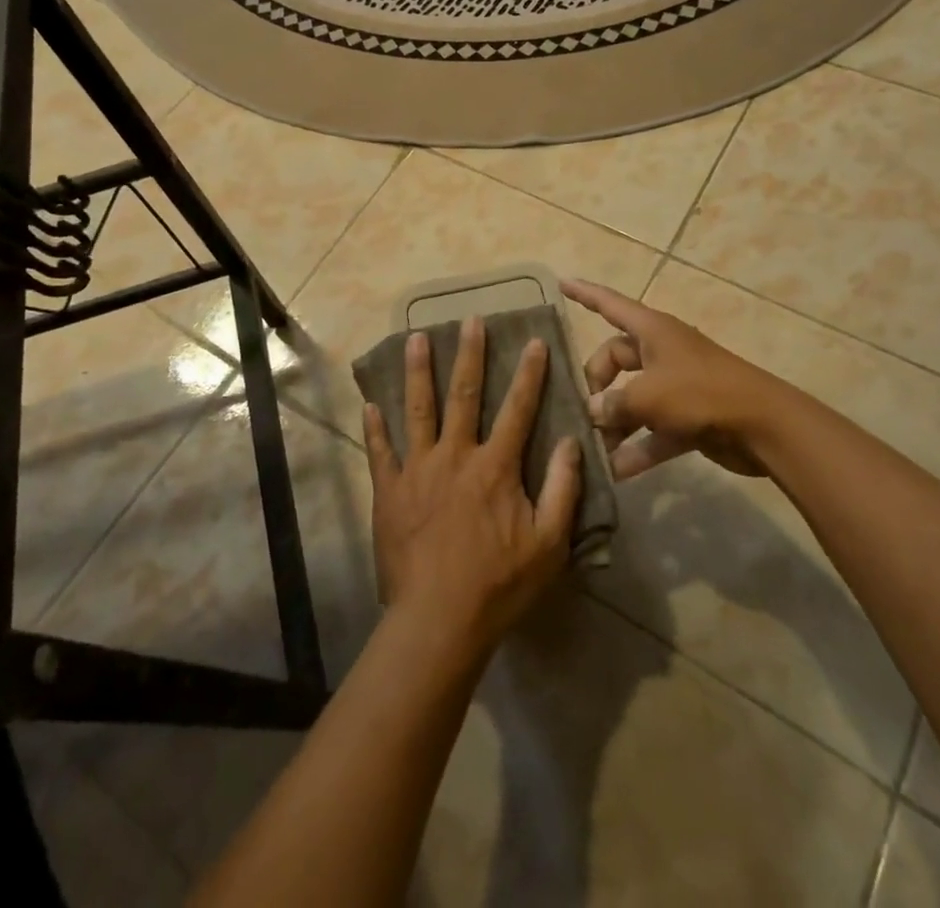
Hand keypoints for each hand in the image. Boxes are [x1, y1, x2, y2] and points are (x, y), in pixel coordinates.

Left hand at [363, 317, 582, 657]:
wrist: (438, 620)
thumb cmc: (499, 584)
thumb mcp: (549, 543)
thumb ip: (563, 489)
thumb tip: (570, 441)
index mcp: (496, 467)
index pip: (518, 409)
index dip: (529, 374)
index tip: (533, 341)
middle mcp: (456, 456)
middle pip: (463, 395)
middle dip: (468, 354)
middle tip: (469, 319)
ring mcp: (417, 470)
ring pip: (417, 410)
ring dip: (417, 372)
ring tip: (414, 337)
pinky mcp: (389, 490)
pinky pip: (380, 451)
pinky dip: (374, 427)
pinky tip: (369, 403)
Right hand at [561, 279, 789, 480]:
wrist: (763, 426)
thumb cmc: (700, 393)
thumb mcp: (648, 396)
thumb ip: (613, 404)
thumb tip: (592, 412)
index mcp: (652, 331)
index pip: (610, 304)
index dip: (584, 294)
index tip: (560, 283)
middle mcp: (661, 352)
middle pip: (615, 360)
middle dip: (595, 384)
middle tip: (582, 411)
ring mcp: (676, 386)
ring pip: (632, 399)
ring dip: (613, 423)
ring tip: (589, 448)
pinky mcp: (688, 418)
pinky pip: (653, 430)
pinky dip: (637, 448)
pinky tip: (615, 472)